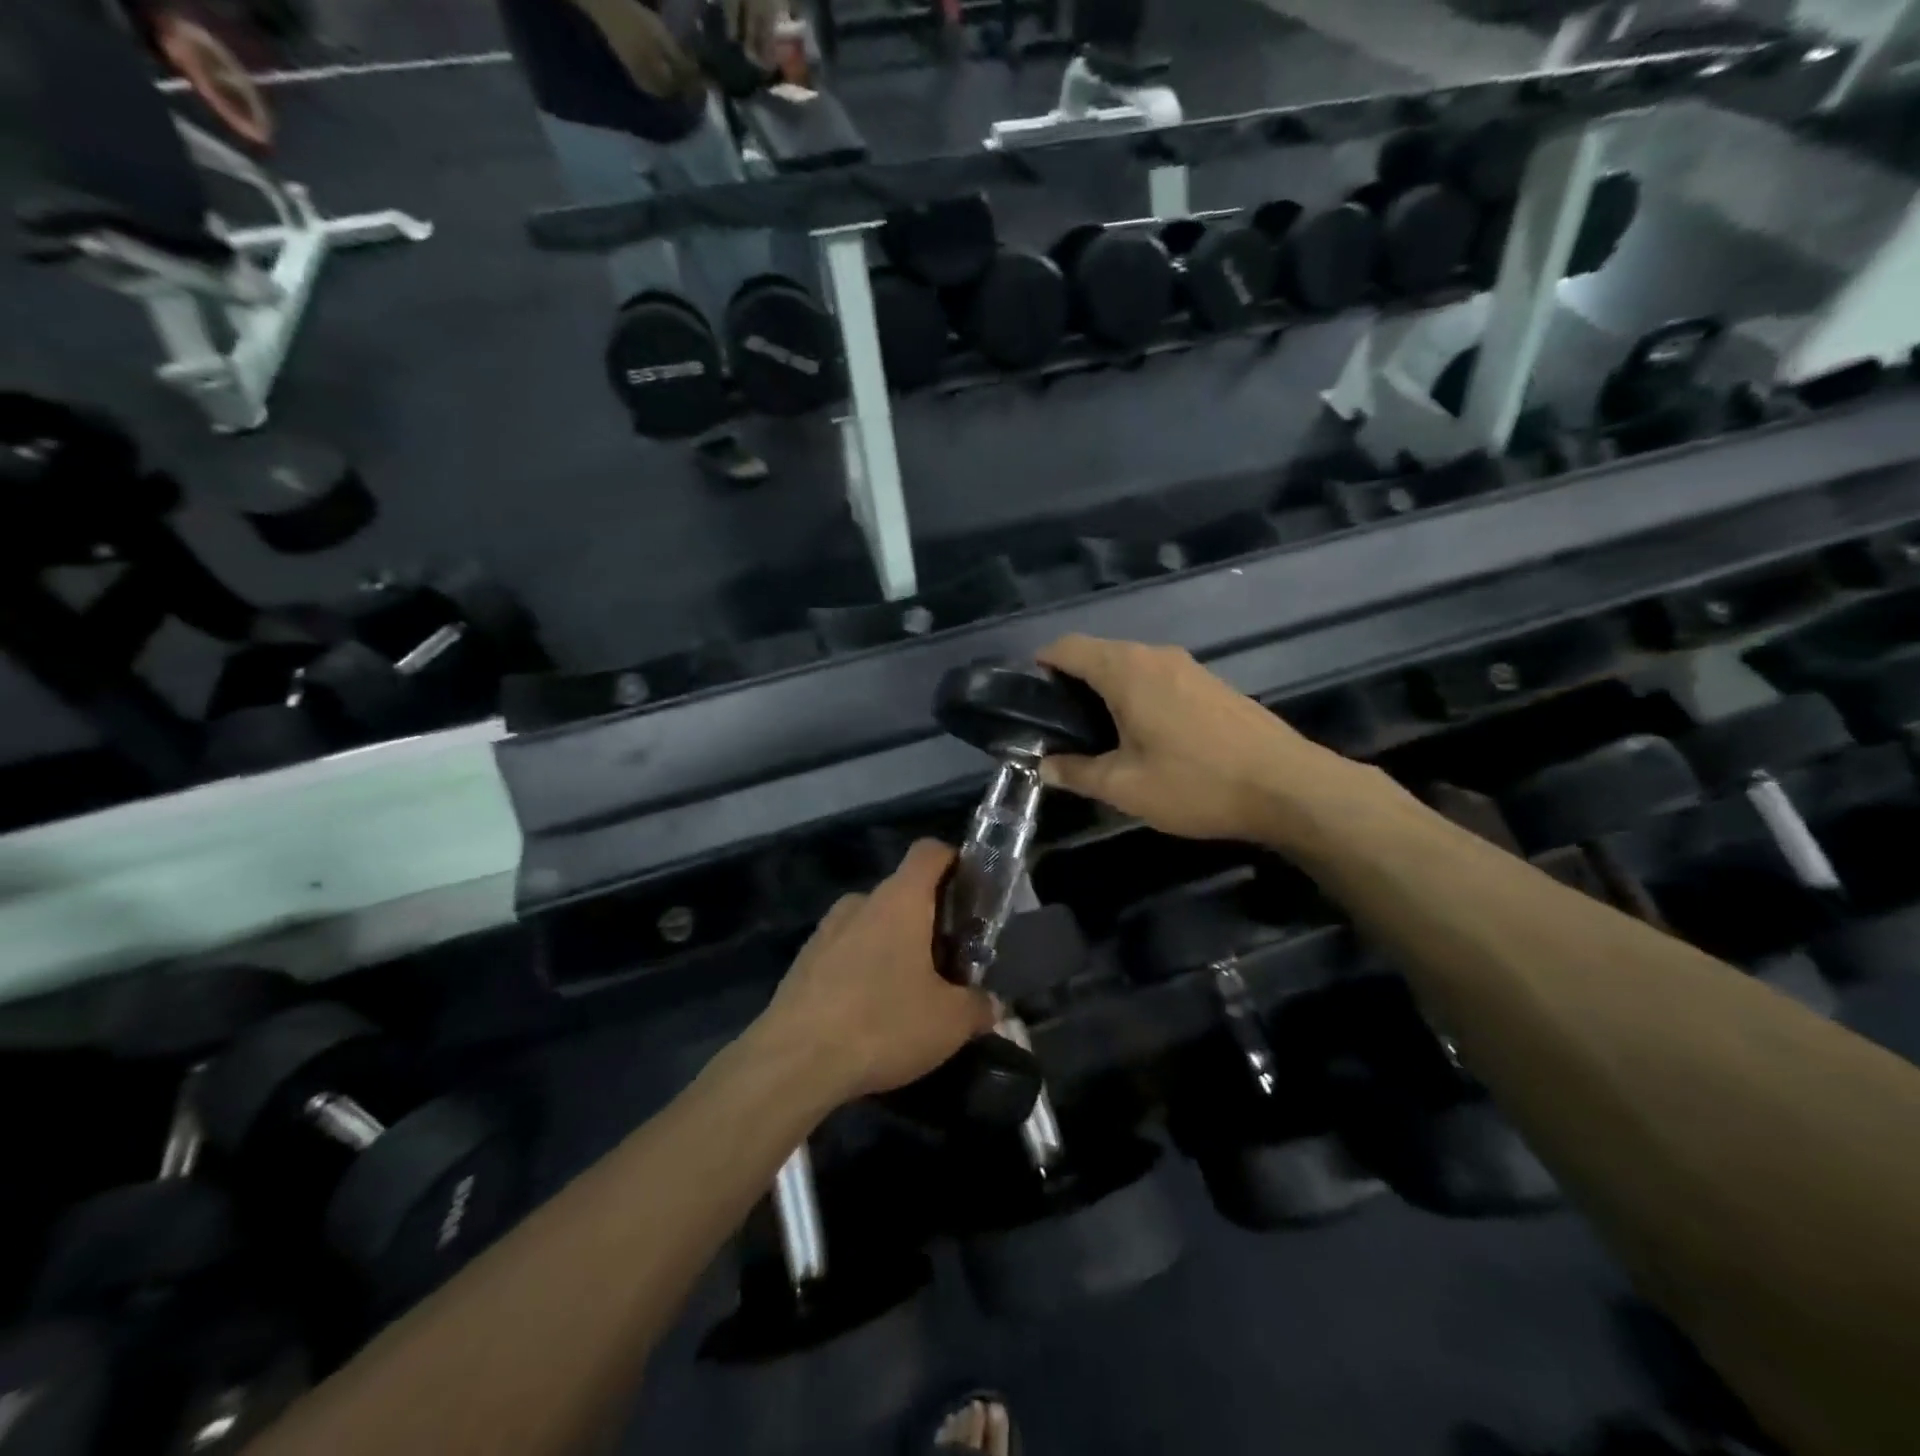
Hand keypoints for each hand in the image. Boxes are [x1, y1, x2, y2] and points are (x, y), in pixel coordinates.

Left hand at [759, 840, 996, 1100]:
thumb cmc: (883, 1023)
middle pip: (903, 893)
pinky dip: (864, 969)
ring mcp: (826, 930)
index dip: (954, 861)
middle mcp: (861, 902)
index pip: (929, 852)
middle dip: (928, 920)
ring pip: (872, 924)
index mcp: (900, 899)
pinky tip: (871, 1013)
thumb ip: (977, 1006)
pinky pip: (845, 951)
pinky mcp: (803, 962)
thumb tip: (992, 1004)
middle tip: (949, 961)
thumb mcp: (948, 1022)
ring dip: (894, 946)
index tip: (971, 891)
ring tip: (910, 992)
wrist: (794, 1062)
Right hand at [1036, 635, 1369, 845]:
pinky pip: (1157, 677)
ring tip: (1096, 732)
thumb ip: (1077, 772)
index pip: (1068, 647)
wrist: (1288, 787)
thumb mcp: (1125, 787)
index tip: (1027, 695)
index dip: (1040, 664)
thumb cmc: (1196, 782)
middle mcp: (1156, 655)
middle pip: (1098, 653)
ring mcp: (1189, 666)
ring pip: (1130, 665)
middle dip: (1071, 681)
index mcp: (1127, 670)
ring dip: (1106, 689)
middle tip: (1057, 724)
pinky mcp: (1211, 683)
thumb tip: (1044, 766)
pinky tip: (1142, 734)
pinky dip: (1136, 694)